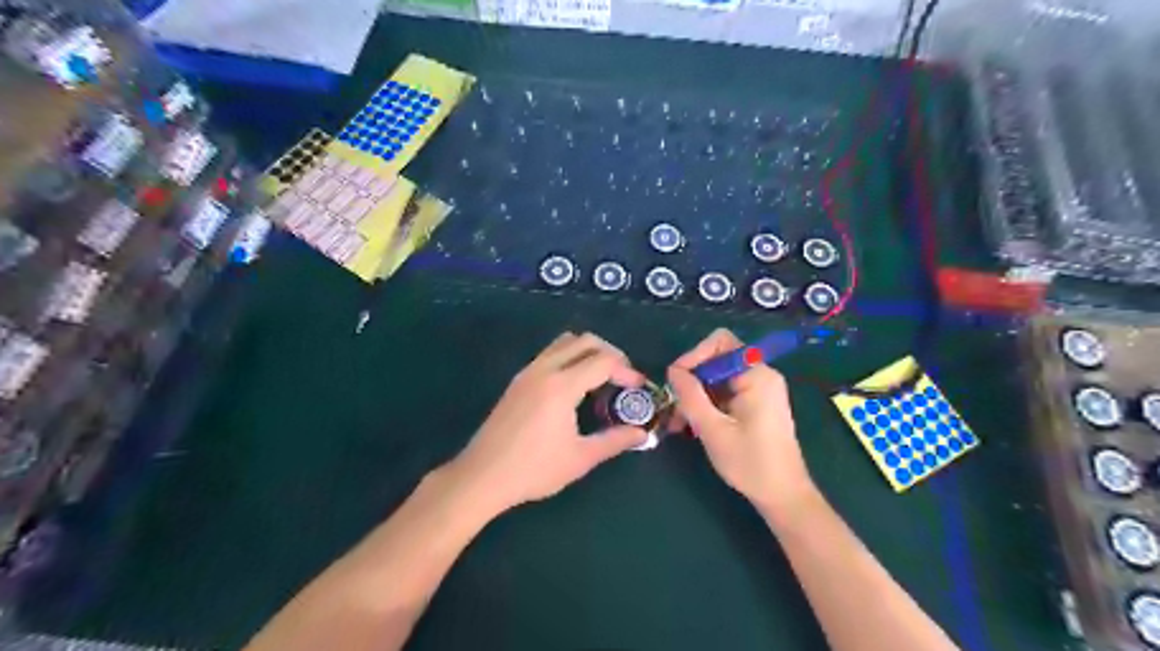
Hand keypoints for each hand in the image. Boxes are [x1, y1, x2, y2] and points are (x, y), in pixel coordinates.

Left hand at [446, 332, 648, 515]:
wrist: (482, 476)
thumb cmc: (534, 469)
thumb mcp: (580, 458)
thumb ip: (614, 441)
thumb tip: (641, 434)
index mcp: (561, 385)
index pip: (603, 361)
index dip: (627, 370)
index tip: (638, 387)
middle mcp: (544, 369)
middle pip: (584, 341)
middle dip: (610, 353)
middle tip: (623, 377)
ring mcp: (528, 372)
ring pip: (564, 342)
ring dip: (587, 351)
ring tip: (601, 378)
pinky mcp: (518, 380)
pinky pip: (549, 354)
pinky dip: (569, 358)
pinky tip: (574, 387)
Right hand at [667, 331, 817, 517]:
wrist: (783, 496)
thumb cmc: (750, 463)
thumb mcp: (712, 429)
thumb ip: (691, 396)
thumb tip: (673, 370)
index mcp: (757, 375)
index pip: (720, 343)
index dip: (694, 355)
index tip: (676, 380)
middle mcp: (760, 375)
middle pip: (717, 360)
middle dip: (692, 381)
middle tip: (673, 407)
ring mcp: (759, 390)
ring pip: (717, 379)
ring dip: (696, 396)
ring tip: (678, 423)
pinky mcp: (756, 404)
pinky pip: (725, 393)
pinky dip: (707, 404)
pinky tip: (692, 426)